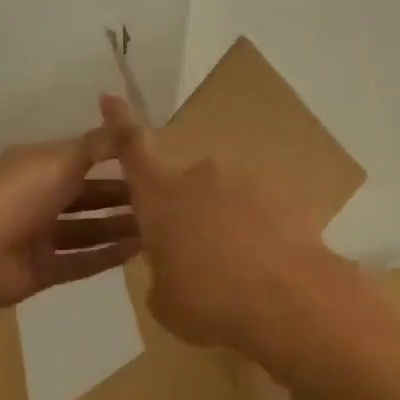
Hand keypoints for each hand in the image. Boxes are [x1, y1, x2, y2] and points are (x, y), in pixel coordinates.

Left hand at [0, 127, 140, 312]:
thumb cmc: (19, 196)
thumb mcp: (62, 160)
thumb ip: (98, 144)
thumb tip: (128, 122)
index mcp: (37, 165)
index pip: (80, 158)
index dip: (113, 160)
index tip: (149, 163)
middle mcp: (36, 197)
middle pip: (84, 195)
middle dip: (119, 197)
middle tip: (160, 201)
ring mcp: (37, 236)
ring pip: (84, 230)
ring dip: (116, 228)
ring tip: (156, 229)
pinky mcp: (40, 269)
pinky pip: (79, 260)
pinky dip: (105, 256)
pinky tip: (137, 252)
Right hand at [98, 94, 331, 352]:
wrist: (288, 302)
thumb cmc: (209, 302)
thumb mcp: (165, 301)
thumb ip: (162, 274)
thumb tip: (175, 269)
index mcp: (160, 197)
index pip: (132, 149)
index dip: (120, 123)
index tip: (111, 97)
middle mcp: (200, 178)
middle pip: (185, 186)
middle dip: (188, 212)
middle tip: (199, 257)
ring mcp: (245, 182)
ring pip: (226, 198)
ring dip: (226, 222)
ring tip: (240, 269)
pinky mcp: (284, 195)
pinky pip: (262, 210)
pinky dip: (261, 231)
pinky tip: (270, 266)